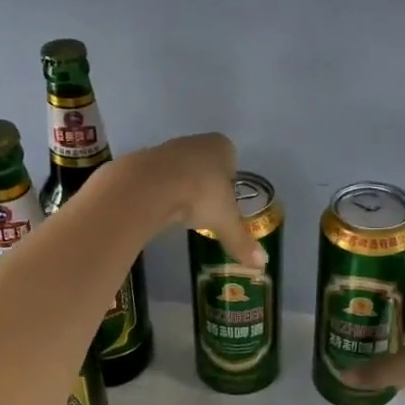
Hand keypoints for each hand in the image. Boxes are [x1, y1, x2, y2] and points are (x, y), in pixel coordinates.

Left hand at [121, 133, 267, 268]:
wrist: (148, 187)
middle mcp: (195, 141)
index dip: (229, 181)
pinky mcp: (142, 158)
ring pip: (179, 167)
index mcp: (221, 147)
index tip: (224, 202)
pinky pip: (156, 176)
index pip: (231, 159)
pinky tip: (158, 208)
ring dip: (180, 185)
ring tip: (180, 211)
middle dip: (204, 183)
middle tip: (203, 209)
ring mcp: (166, 147)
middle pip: (204, 162)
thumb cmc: (198, 196)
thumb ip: (242, 241)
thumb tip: (262, 263)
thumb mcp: (225, 222)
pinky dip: (158, 190)